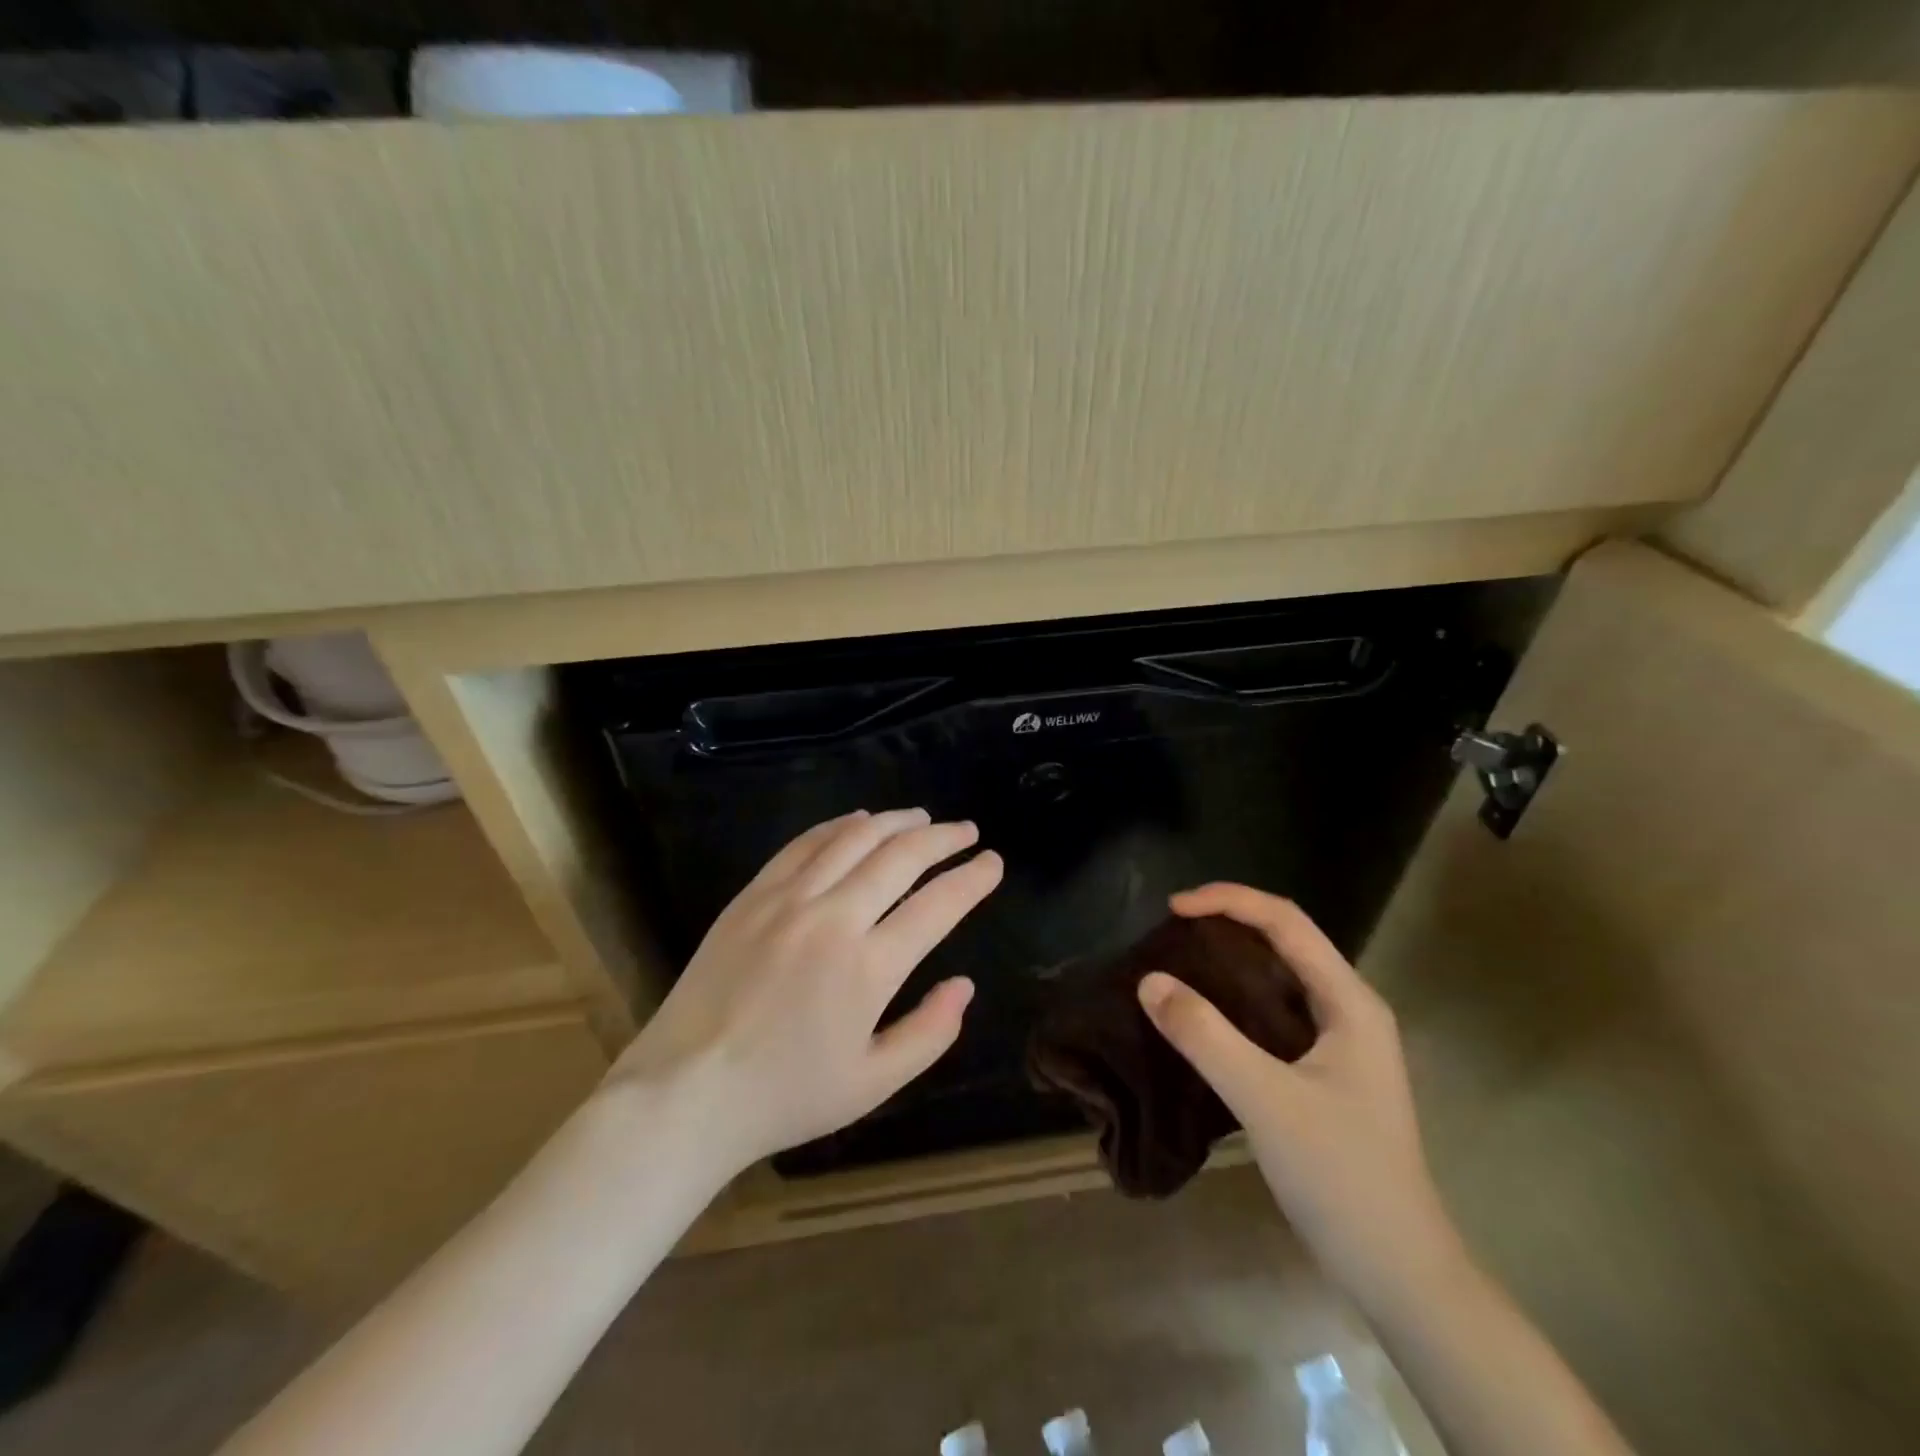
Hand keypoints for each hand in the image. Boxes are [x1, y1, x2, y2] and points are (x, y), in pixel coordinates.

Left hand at [608, 809, 1002, 1177]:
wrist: (686, 1091)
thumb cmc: (786, 1096)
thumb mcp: (873, 1084)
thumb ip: (930, 1033)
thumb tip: (965, 985)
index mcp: (869, 967)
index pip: (938, 905)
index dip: (973, 879)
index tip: (993, 862)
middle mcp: (833, 918)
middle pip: (901, 856)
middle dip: (943, 838)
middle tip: (966, 831)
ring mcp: (788, 900)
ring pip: (853, 838)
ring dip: (895, 822)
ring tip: (921, 819)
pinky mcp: (752, 895)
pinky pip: (804, 844)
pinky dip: (838, 826)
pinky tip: (858, 822)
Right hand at [1137, 884, 1463, 1310]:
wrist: (1397, 1270)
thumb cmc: (1340, 1175)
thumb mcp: (1265, 1099)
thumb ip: (1205, 1036)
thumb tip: (1150, 980)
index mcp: (1350, 1002)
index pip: (1286, 921)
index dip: (1228, 901)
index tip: (1172, 908)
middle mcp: (1350, 1010)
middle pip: (1287, 939)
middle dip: (1229, 921)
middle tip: (1172, 929)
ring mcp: (1342, 1042)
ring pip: (1282, 975)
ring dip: (1233, 957)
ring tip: (1181, 958)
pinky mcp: (1326, 1070)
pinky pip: (1276, 1010)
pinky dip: (1238, 996)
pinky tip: (1207, 1012)